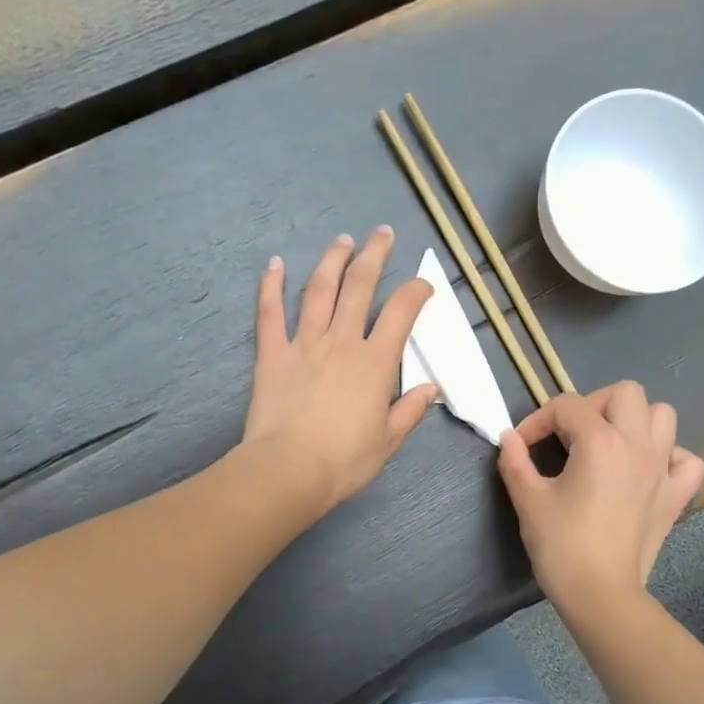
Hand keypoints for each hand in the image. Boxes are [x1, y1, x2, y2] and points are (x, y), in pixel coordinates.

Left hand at [241, 227, 436, 516]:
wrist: (289, 470)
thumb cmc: (344, 461)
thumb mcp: (388, 441)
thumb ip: (410, 410)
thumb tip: (433, 389)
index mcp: (375, 362)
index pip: (401, 313)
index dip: (416, 292)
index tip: (423, 285)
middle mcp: (342, 341)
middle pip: (360, 286)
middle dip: (374, 255)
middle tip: (381, 233)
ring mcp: (304, 344)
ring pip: (319, 290)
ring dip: (332, 261)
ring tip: (342, 241)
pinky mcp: (272, 354)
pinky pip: (270, 313)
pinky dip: (270, 286)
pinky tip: (274, 264)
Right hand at [497, 382, 703, 612]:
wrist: (600, 593)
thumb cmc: (561, 544)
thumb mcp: (528, 499)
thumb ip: (514, 460)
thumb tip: (509, 438)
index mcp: (600, 441)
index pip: (567, 405)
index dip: (538, 420)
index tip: (522, 445)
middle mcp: (638, 444)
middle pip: (625, 393)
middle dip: (593, 404)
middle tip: (571, 434)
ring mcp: (663, 468)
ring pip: (663, 415)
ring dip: (634, 421)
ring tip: (608, 444)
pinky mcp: (676, 495)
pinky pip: (686, 459)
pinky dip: (668, 456)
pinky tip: (645, 470)